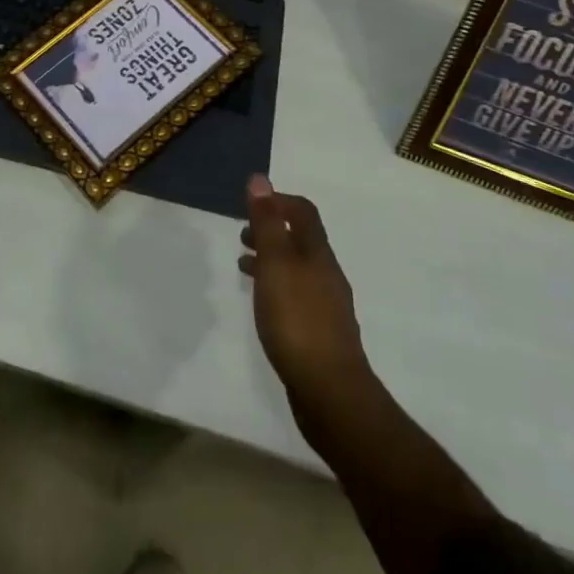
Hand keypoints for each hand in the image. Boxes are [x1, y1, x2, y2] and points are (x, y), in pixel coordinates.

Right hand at [239, 173, 369, 427]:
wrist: (331, 394)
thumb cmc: (297, 321)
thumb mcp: (276, 264)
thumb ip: (267, 223)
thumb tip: (260, 179)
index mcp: (317, 254)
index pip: (303, 212)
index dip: (278, 201)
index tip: (251, 204)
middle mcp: (327, 274)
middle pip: (301, 240)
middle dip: (272, 231)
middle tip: (242, 236)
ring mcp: (328, 306)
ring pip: (297, 269)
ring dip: (272, 260)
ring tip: (244, 267)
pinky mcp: (321, 334)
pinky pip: (297, 296)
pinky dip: (277, 288)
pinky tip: (264, 306)